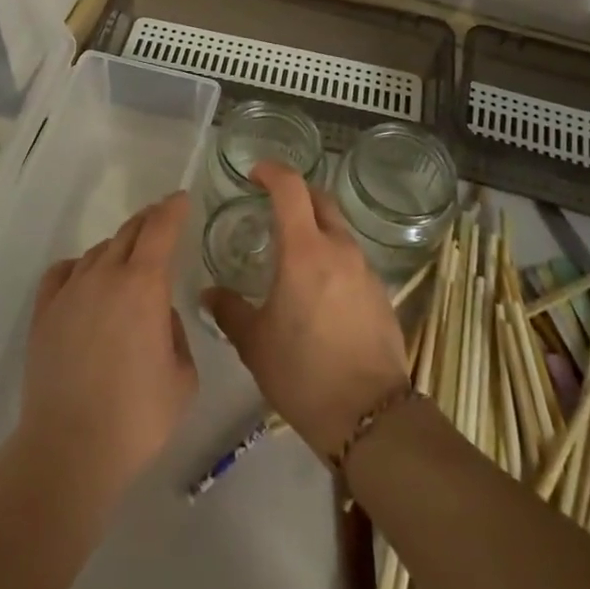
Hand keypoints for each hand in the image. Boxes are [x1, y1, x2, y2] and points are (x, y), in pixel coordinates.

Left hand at [16, 191, 198, 510]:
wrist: (70, 448)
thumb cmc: (138, 417)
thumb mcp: (182, 378)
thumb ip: (174, 334)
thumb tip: (156, 317)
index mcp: (144, 285)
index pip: (160, 229)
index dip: (173, 209)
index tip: (181, 199)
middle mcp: (106, 275)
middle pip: (128, 232)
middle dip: (148, 221)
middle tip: (161, 219)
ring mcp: (70, 291)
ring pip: (97, 252)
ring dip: (117, 248)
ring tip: (127, 261)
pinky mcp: (44, 312)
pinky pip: (62, 272)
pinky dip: (79, 267)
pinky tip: (83, 278)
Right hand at [202, 161, 410, 458]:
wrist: (370, 417)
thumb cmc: (303, 373)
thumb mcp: (254, 343)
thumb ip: (229, 310)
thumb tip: (209, 293)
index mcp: (305, 251)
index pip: (291, 187)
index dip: (272, 171)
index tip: (254, 173)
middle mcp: (339, 249)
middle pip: (320, 199)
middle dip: (296, 192)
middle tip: (272, 204)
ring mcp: (365, 270)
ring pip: (338, 229)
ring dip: (315, 225)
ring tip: (292, 250)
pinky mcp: (380, 293)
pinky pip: (351, 258)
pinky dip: (331, 255)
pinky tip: (317, 287)